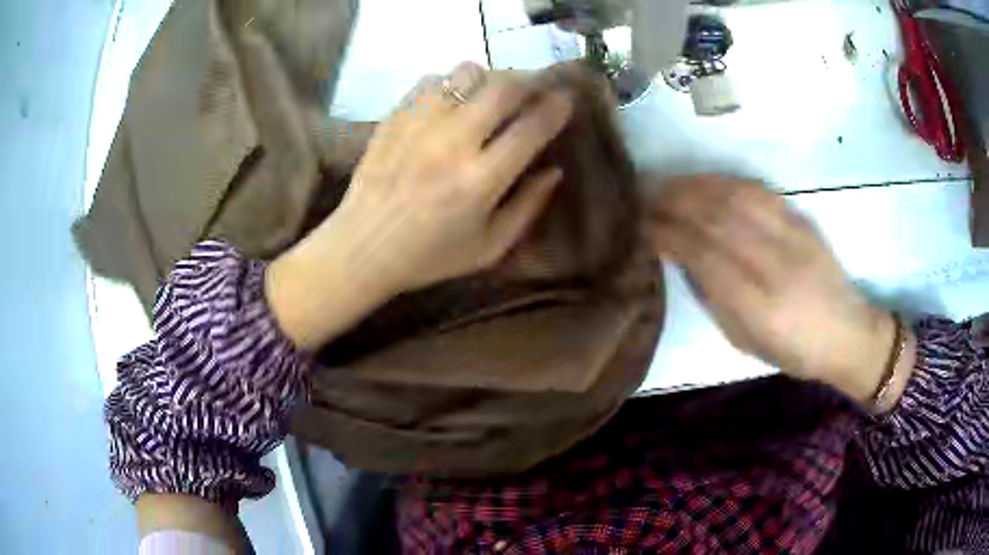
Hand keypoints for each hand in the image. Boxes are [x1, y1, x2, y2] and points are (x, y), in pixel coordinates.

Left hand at [332, 63, 571, 294]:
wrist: (361, 248)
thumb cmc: (428, 256)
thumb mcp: (488, 248)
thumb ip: (527, 208)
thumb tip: (555, 170)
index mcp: (479, 181)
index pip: (531, 128)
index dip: (557, 107)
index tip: (566, 99)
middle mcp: (451, 143)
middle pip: (503, 87)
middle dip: (528, 82)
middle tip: (533, 90)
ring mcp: (418, 124)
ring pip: (466, 73)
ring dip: (488, 80)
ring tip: (489, 96)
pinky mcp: (394, 117)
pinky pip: (432, 80)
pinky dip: (451, 84)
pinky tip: (451, 103)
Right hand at [649, 175, 897, 402]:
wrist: (847, 332)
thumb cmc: (793, 350)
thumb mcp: (745, 340)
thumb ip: (713, 297)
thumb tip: (681, 256)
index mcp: (760, 306)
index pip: (703, 254)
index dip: (667, 234)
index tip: (640, 226)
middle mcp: (776, 265)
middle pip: (716, 218)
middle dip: (673, 202)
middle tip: (644, 197)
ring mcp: (792, 237)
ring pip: (735, 197)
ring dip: (695, 186)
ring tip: (667, 184)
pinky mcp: (802, 220)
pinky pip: (758, 191)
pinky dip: (725, 181)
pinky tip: (706, 181)